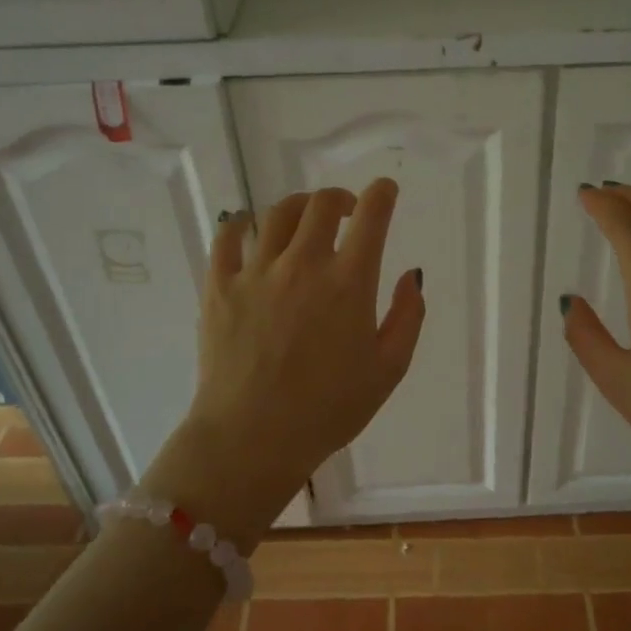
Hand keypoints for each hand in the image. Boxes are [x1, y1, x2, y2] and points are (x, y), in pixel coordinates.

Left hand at [139, 178, 424, 549]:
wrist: (253, 439)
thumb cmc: (329, 410)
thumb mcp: (389, 370)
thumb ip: (408, 317)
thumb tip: (411, 275)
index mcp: (348, 283)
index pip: (372, 216)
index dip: (383, 194)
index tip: (386, 191)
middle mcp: (302, 264)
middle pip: (321, 204)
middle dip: (341, 198)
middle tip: (347, 211)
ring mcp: (256, 272)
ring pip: (277, 213)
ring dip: (298, 206)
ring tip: (304, 220)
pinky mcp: (219, 287)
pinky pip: (227, 238)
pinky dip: (241, 224)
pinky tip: (249, 229)